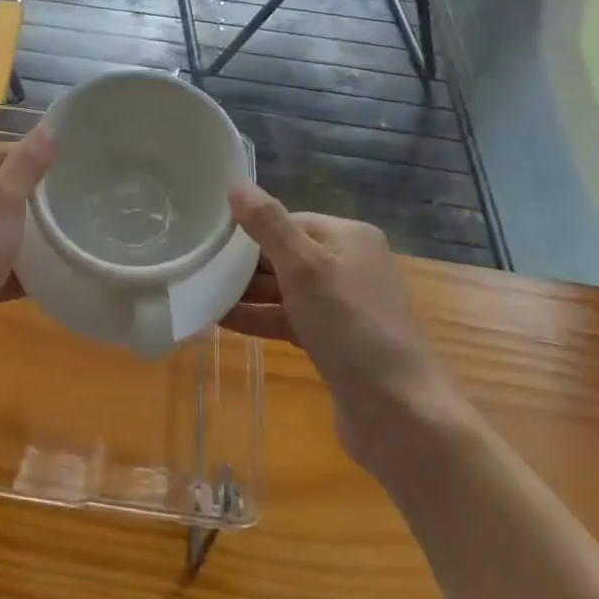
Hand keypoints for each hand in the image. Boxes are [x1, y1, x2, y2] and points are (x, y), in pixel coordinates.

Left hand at [0, 128, 53, 379]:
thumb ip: (26, 163)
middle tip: (66, 204)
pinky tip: (43, 275)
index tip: (65, 170)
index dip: (28, 157)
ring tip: (60, 238)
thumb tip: (47, 127)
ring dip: (22, 237)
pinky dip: (13, 269)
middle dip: (28, 199)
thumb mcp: (1, 200)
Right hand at [222, 182, 458, 470]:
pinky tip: (220, 321)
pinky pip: (288, 319)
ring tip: (200, 293)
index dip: (250, 230)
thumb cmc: (351, 326)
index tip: (209, 239)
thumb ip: (268, 224)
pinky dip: (259, 318)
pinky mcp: (334, 343)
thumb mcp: (305, 267)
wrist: (400, 415)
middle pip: (284, 254)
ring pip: (284, 290)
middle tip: (198, 267)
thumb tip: (236, 183)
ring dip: (245, 293)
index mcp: (349, 238)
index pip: (288, 221)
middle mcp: (350, 266)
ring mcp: (343, 307)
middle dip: (243, 264)